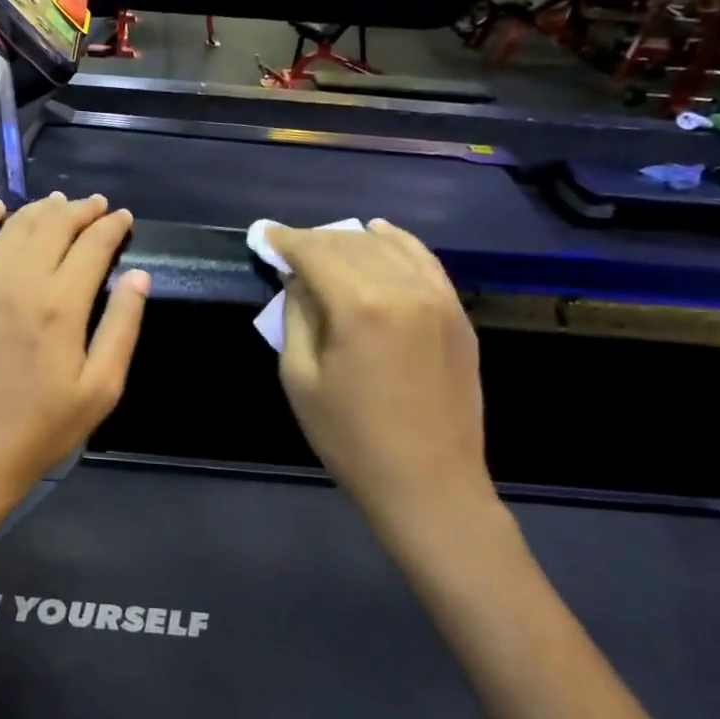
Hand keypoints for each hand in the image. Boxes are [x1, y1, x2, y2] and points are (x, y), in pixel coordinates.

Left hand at [0, 193, 149, 525]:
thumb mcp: (100, 389)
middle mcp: (20, 281)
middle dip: (81, 210)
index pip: (93, 245)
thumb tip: (139, 276)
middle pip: (55, 225)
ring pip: (15, 226)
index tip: (124, 218)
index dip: (112, 227)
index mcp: (61, 305)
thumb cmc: (41, 429)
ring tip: (60, 204)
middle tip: (97, 206)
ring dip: (42, 209)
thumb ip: (122, 327)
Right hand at [268, 220, 497, 549]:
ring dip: (350, 240)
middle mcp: (403, 289)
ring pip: (387, 247)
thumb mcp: (300, 379)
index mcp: (360, 307)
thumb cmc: (351, 439)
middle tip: (286, 247)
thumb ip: (297, 317)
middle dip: (313, 240)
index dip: (285, 240)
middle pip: (350, 244)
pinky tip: (380, 235)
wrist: (429, 484)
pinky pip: (425, 261)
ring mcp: (438, 298)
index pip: (315, 252)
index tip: (262, 233)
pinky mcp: (457, 314)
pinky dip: (398, 243)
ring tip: (324, 246)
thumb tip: (299, 280)